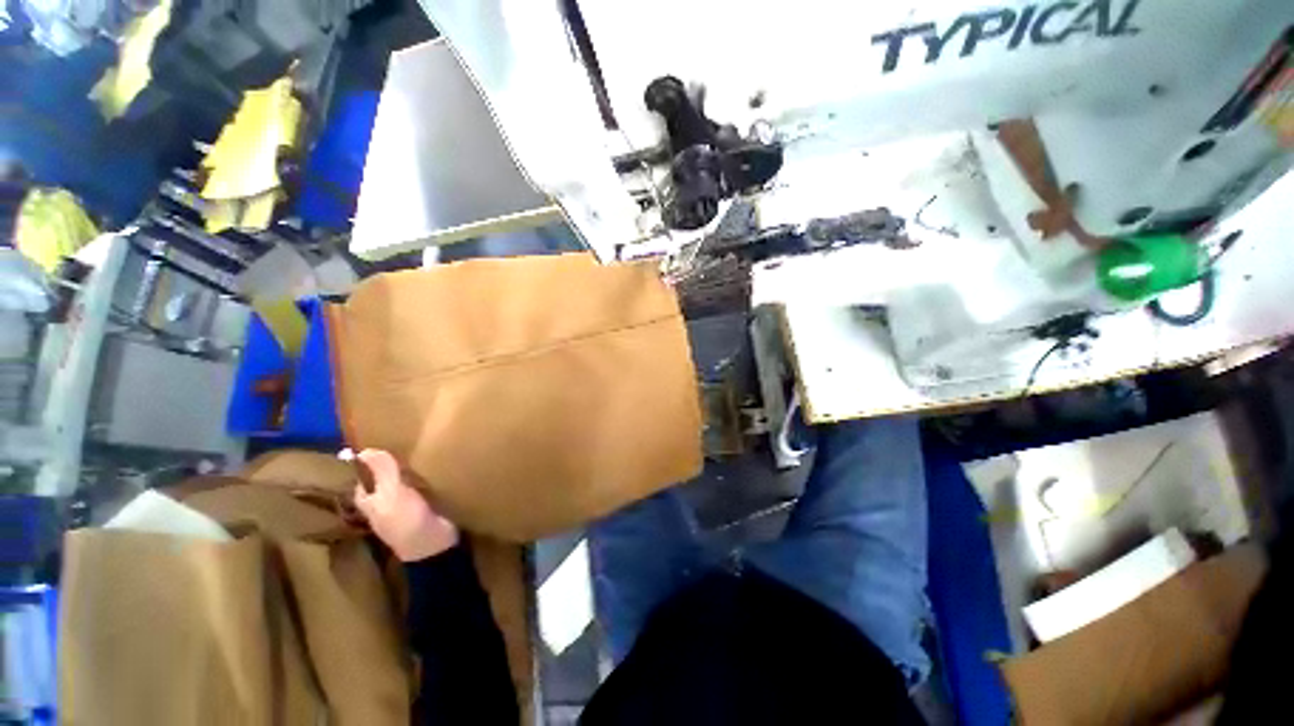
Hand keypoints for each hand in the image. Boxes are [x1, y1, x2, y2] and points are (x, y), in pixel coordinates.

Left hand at [350, 449, 459, 561]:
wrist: (436, 543)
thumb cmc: (407, 520)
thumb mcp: (391, 494)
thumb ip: (382, 473)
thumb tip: (365, 449)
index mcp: (370, 500)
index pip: (364, 476)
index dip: (370, 461)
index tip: (383, 441)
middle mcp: (386, 500)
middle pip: (386, 476)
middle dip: (395, 462)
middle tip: (409, 440)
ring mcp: (408, 502)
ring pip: (406, 479)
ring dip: (414, 467)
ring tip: (426, 447)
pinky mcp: (428, 502)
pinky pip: (425, 483)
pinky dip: (429, 474)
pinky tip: (438, 463)